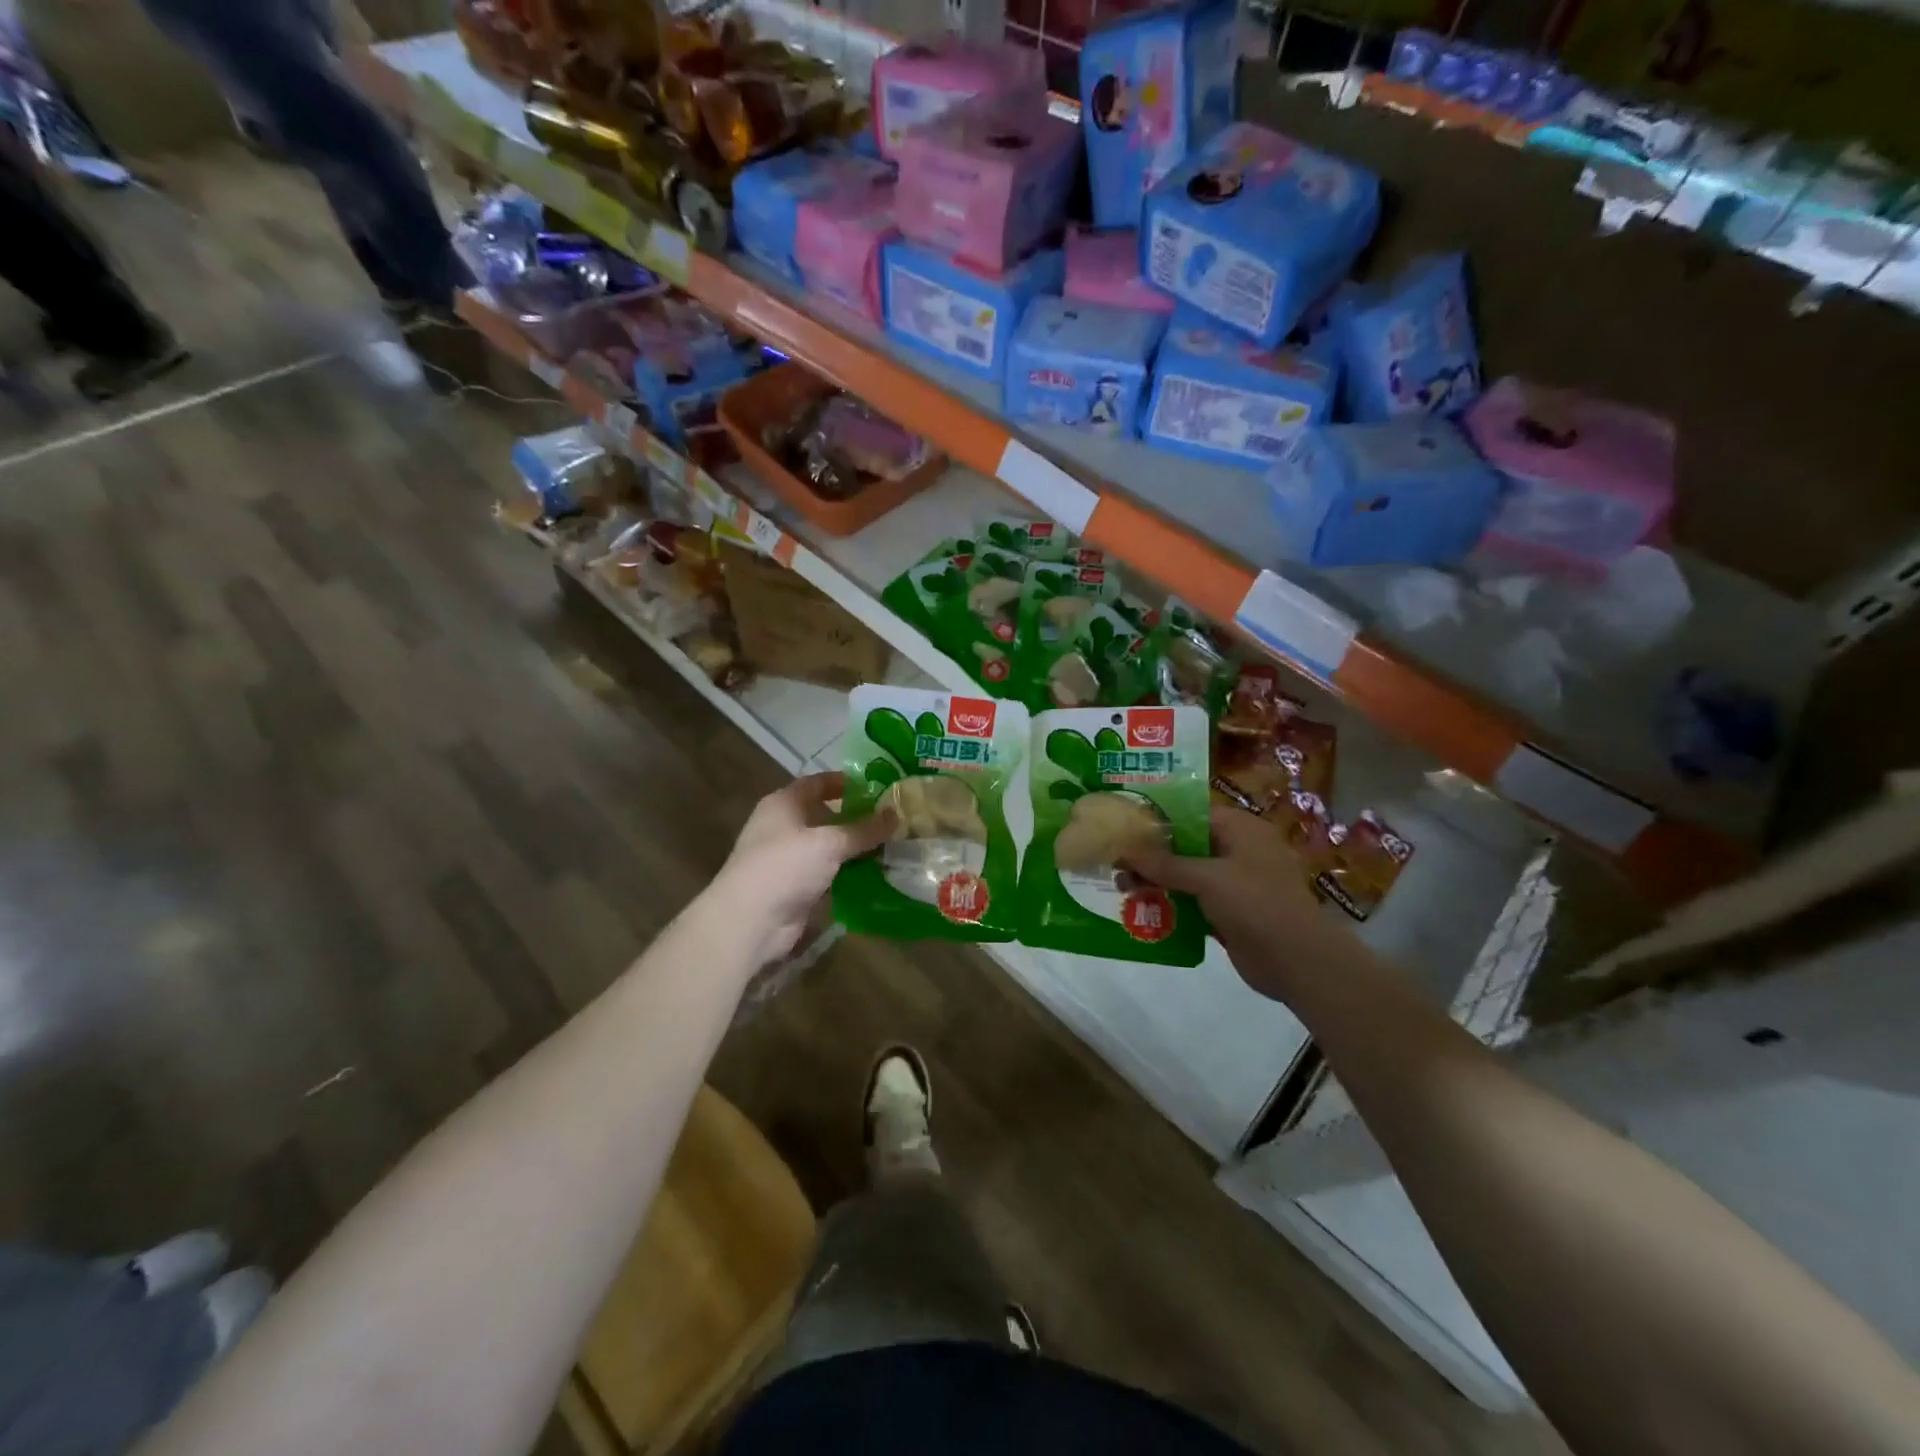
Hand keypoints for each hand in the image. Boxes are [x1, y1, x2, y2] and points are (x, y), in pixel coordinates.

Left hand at [710, 772, 894, 966]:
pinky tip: (877, 873)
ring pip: (829, 846)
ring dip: (855, 847)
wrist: (750, 921)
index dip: (845, 782)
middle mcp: (784, 827)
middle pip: (825, 815)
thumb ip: (864, 829)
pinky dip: (849, 872)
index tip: (877, 786)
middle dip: (857, 817)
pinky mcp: (796, 887)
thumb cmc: (785, 866)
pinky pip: (828, 873)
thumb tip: (896, 814)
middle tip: (893, 818)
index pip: (817, 783)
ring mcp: (789, 859)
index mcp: (784, 804)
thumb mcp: (829, 842)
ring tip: (893, 845)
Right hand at [1123, 807, 1360, 1001]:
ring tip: (1121, 886)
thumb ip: (1164, 863)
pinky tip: (1141, 908)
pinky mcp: (1228, 912)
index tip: (1124, 824)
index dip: (1158, 818)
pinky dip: (1170, 903)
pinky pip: (1192, 901)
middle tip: (1116, 860)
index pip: (1192, 813)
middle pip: (1185, 844)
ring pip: (1186, 874)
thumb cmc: (1256, 904)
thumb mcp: (1207, 878)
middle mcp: (1238, 851)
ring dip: (1156, 880)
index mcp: (1241, 830)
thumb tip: (1124, 848)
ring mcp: (1234, 884)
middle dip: (1151, 853)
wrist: (1297, 961)